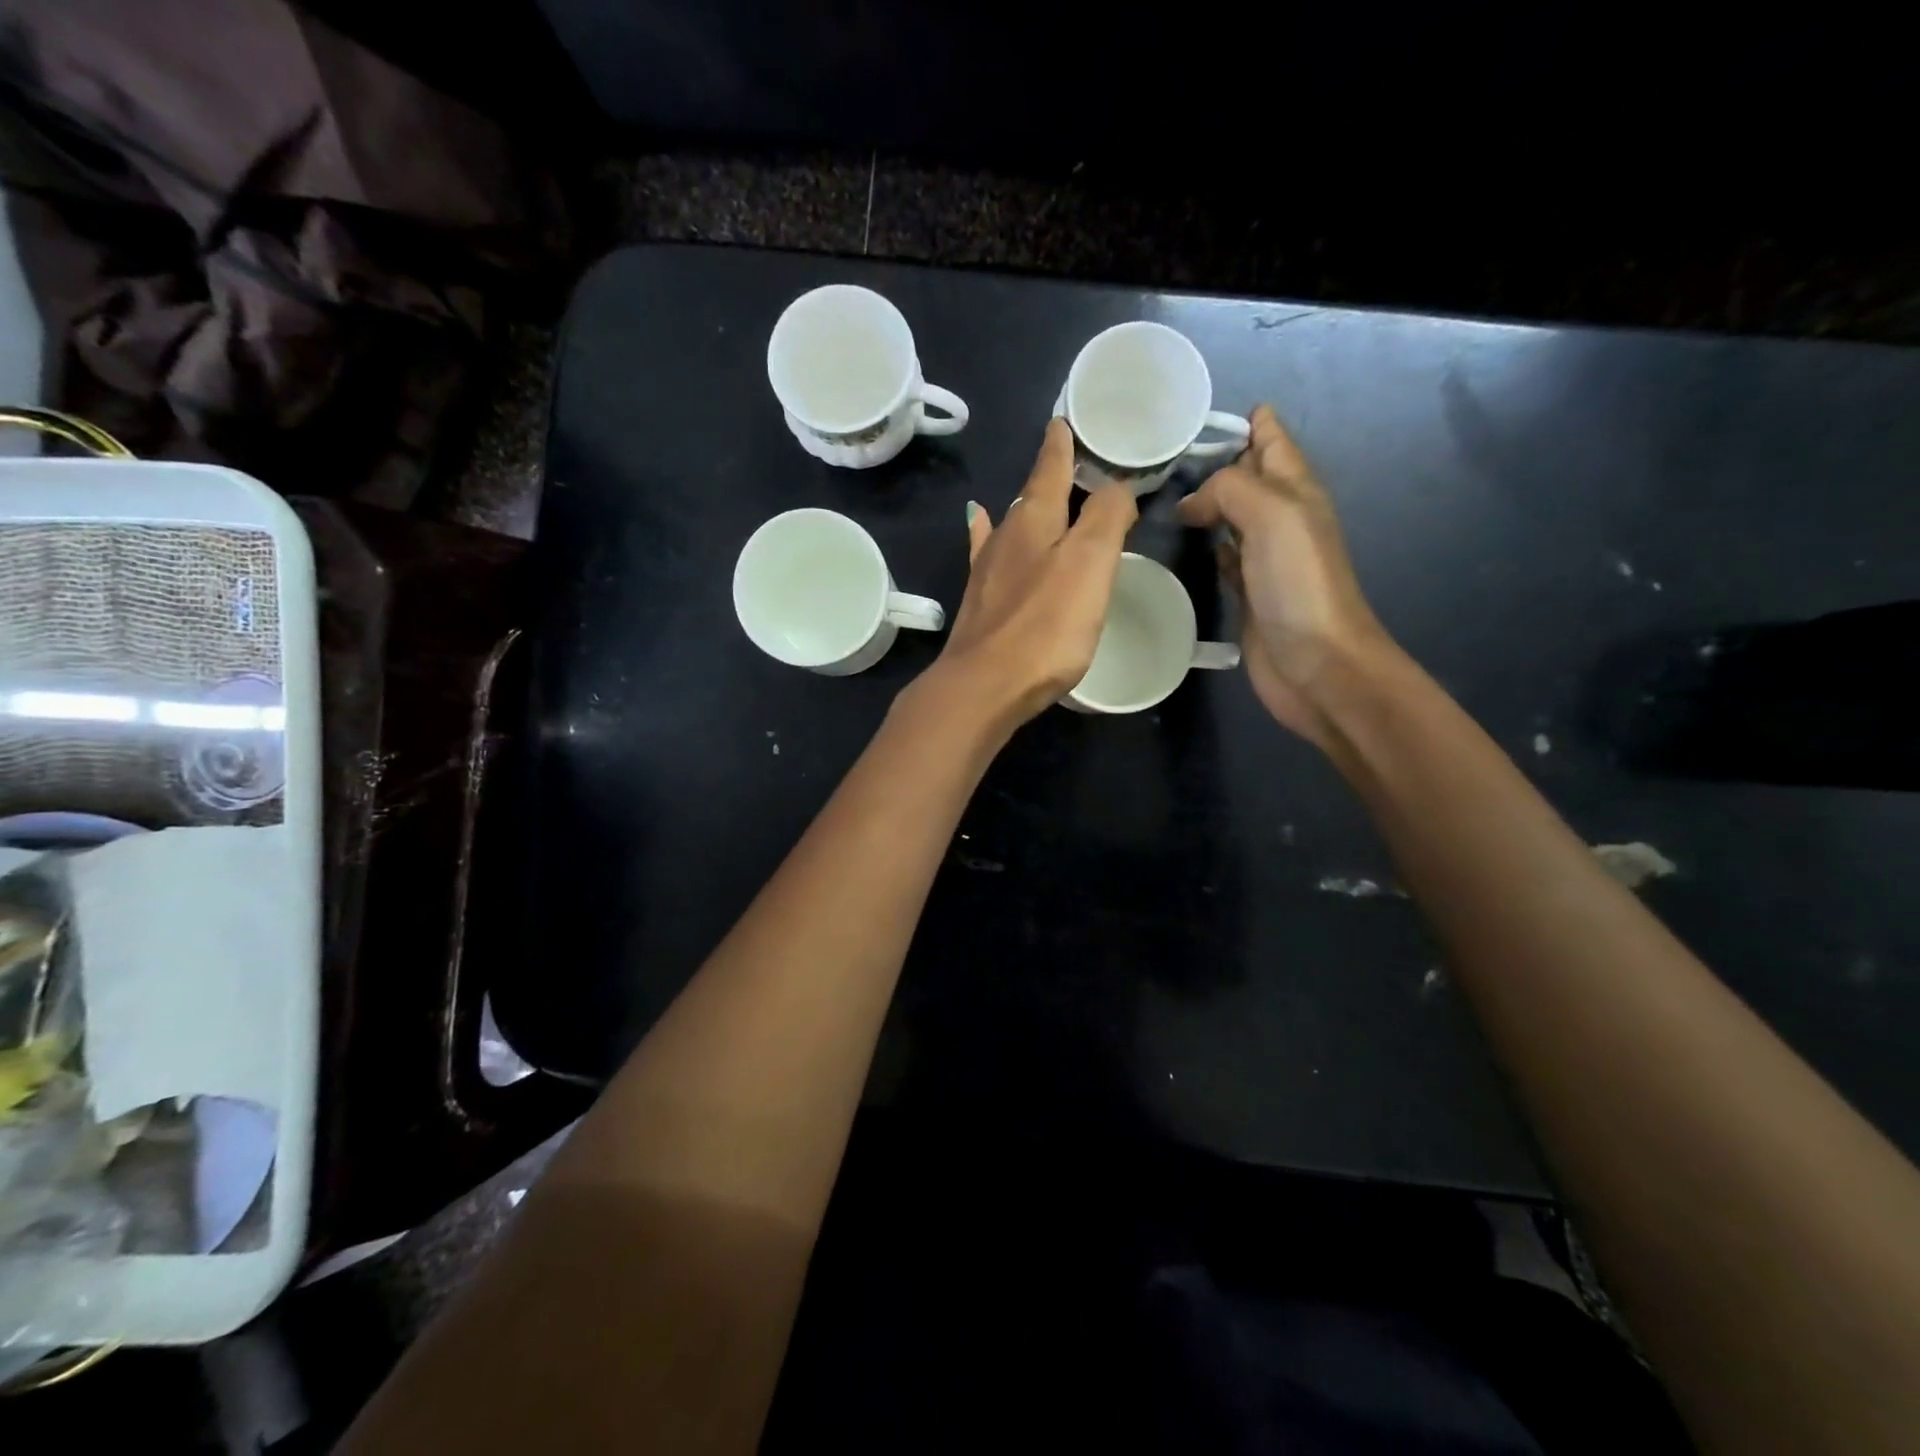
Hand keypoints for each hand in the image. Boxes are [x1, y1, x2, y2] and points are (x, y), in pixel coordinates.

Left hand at [922, 419, 1136, 729]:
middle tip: (1066, 461)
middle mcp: (1005, 539)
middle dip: (1049, 478)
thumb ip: (1107, 518)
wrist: (985, 686)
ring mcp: (987, 573)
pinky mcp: (980, 605)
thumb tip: (1115, 487)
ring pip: (1010, 526)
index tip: (1063, 422)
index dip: (1062, 447)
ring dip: (1025, 508)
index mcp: (1034, 522)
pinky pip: (986, 554)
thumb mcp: (1090, 563)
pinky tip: (979, 525)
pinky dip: (986, 534)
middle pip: (1031, 498)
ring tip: (1034, 495)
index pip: (1051, 471)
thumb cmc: (1045, 625)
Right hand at [1176, 405, 1395, 746]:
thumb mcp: (1271, 514)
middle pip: (1247, 476)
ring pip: (1231, 516)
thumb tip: (1192, 502)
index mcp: (1295, 489)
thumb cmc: (1299, 583)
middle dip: (1214, 461)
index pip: (1270, 439)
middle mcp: (1280, 517)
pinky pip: (1223, 557)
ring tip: (1164, 495)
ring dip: (1206, 504)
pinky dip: (1207, 545)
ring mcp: (1264, 557)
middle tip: (1161, 457)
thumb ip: (1230, 489)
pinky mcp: (1248, 592)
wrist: (1316, 662)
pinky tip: (1186, 544)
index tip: (1192, 417)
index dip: (1243, 422)